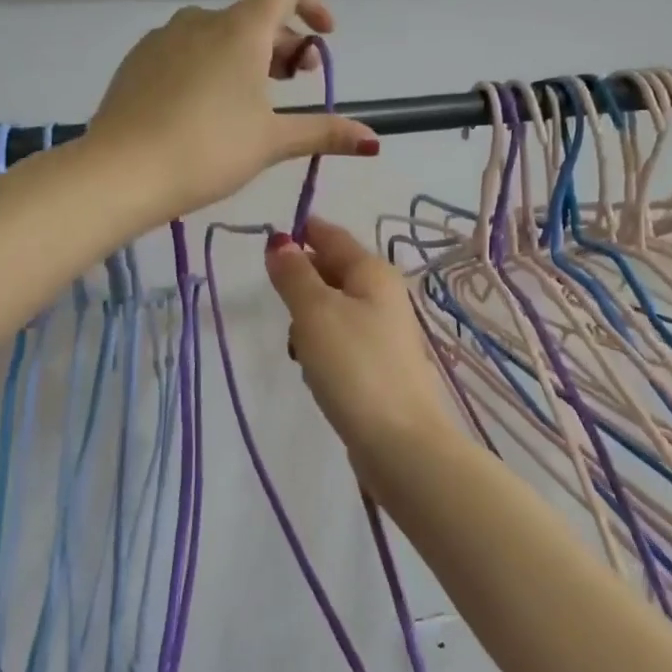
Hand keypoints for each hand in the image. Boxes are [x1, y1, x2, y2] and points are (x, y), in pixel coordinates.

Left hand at [88, 0, 379, 217]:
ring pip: (218, 35)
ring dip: (246, 56)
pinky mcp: (138, 61)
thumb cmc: (208, 151)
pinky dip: (210, 66)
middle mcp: (201, 21)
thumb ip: (323, 133)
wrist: (121, 172)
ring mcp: (163, 38)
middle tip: (295, 83)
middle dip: (283, 44)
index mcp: (240, 30)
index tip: (324, 37)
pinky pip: (186, 51)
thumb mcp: (272, 142)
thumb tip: (373, 140)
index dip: (313, 3)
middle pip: (254, 17)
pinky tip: (206, 109)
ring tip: (251, 101)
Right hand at [263, 217, 457, 462]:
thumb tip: (281, 242)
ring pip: (335, 310)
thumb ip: (295, 275)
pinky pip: (342, 341)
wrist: (398, 439)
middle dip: (304, 280)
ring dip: (310, 320)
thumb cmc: (353, 366)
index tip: (273, 236)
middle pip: (335, 272)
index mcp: (373, 273)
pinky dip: (323, 347)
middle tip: (279, 300)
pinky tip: (315, 371)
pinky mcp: (379, 366)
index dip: (305, 232)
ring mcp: (384, 333)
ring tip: (298, 346)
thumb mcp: (315, 312)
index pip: (334, 238)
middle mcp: (384, 296)